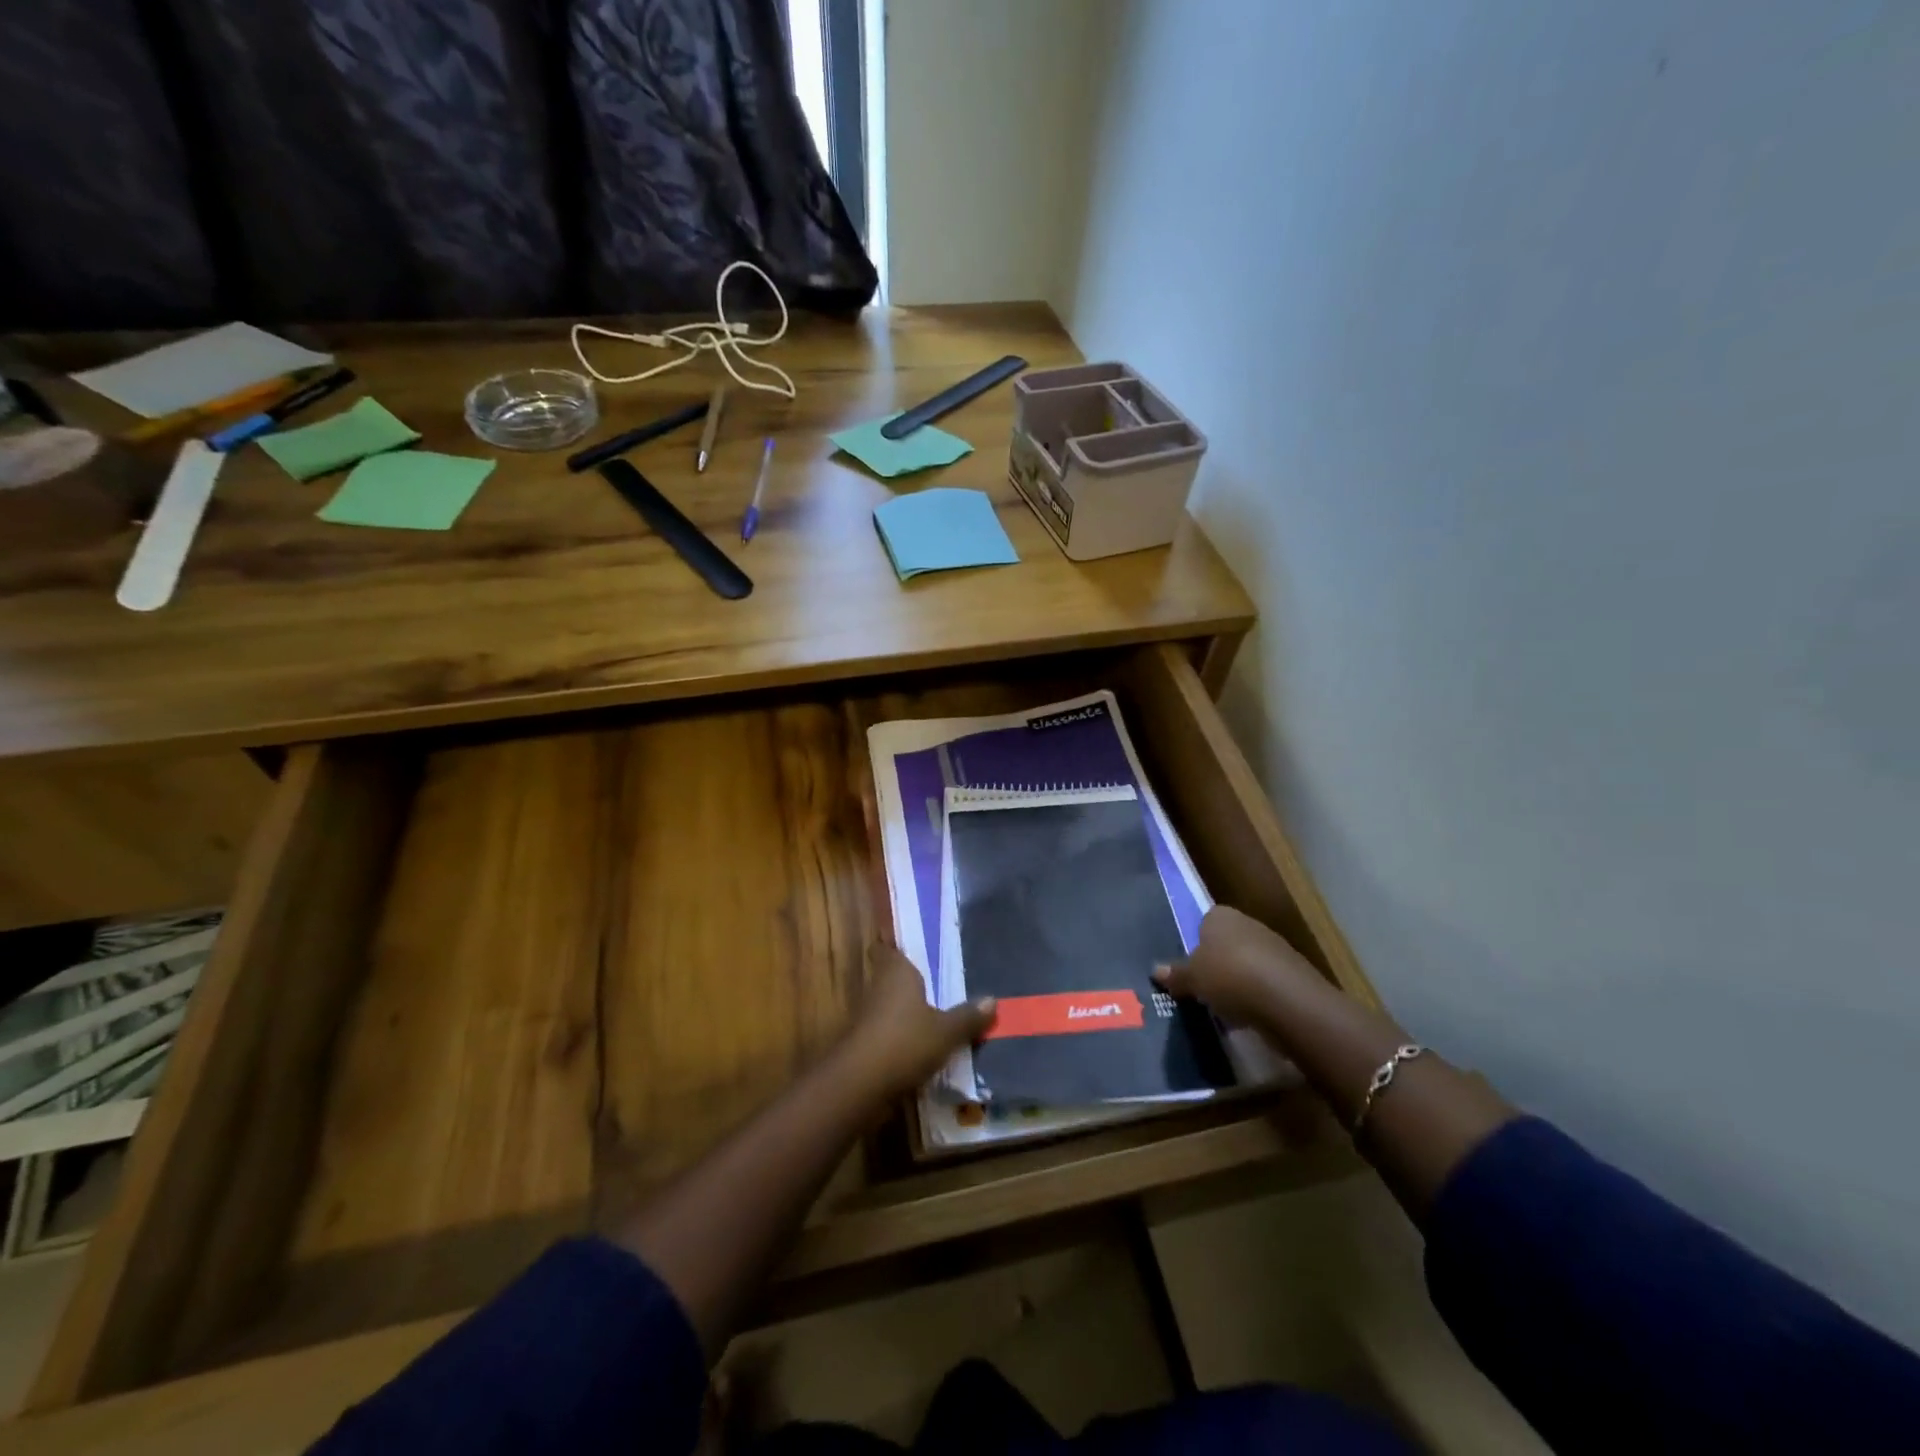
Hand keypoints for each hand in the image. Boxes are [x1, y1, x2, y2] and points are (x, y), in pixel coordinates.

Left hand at [837, 943, 995, 1102]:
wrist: (859, 1085)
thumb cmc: (904, 1042)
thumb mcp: (946, 1032)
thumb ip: (967, 1016)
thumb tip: (992, 999)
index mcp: (898, 971)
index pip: (891, 948)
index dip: (899, 946)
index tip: (916, 946)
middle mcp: (879, 986)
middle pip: (893, 977)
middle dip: (912, 981)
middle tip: (940, 981)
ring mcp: (868, 1015)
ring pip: (891, 1005)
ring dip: (907, 1010)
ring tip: (937, 1013)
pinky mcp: (864, 1043)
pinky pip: (889, 1030)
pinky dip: (902, 1035)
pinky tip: (922, 1045)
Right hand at [1153, 905, 1322, 1026]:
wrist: (1288, 1001)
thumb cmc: (1229, 976)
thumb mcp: (1192, 978)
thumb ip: (1176, 974)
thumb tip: (1156, 970)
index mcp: (1221, 916)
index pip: (1204, 923)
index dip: (1196, 944)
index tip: (1190, 968)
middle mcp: (1248, 924)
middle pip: (1227, 944)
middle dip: (1217, 965)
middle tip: (1202, 989)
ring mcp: (1275, 949)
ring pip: (1247, 965)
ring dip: (1238, 984)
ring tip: (1223, 1008)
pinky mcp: (1293, 975)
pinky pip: (1266, 985)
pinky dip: (1257, 999)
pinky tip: (1248, 1018)